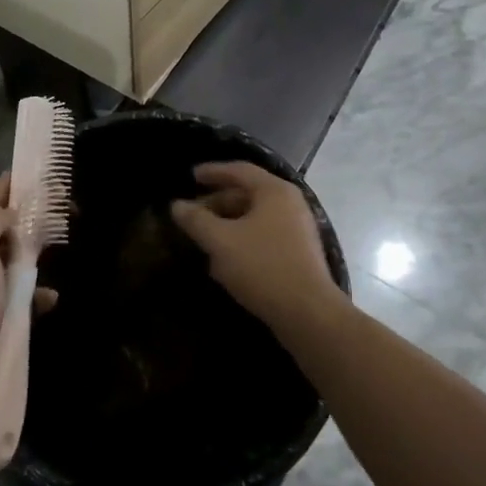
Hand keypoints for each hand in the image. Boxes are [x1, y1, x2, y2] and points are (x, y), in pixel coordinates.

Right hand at [170, 163, 344, 337]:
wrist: (308, 314)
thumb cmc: (263, 267)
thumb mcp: (221, 242)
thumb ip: (196, 220)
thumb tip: (177, 205)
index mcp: (274, 191)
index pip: (239, 170)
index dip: (213, 171)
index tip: (191, 176)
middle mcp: (290, 204)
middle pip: (247, 194)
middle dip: (217, 203)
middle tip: (192, 214)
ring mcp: (297, 230)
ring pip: (255, 218)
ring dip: (228, 225)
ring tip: (204, 238)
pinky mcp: (299, 254)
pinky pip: (264, 237)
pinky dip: (242, 241)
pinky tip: (225, 261)